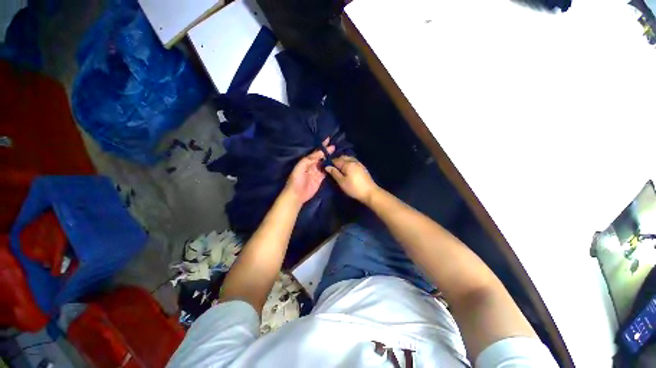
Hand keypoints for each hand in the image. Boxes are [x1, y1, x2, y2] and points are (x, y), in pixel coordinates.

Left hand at [284, 138, 334, 204]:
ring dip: (329, 158)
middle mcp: (312, 165)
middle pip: (321, 157)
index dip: (322, 146)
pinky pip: (326, 171)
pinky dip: (330, 167)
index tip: (328, 139)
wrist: (296, 195)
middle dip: (327, 151)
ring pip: (324, 163)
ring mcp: (317, 172)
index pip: (316, 152)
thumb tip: (320, 152)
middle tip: (334, 146)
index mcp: (306, 161)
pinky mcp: (320, 178)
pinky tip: (335, 164)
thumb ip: (309, 159)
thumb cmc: (296, 180)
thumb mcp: (300, 167)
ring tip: (337, 153)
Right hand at [325, 156, 378, 203]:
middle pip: (342, 157)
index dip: (330, 163)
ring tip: (339, 169)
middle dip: (336, 161)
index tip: (326, 167)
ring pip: (348, 159)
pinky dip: (348, 163)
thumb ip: (334, 173)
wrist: (370, 192)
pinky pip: (353, 161)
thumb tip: (327, 166)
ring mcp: (359, 163)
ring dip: (343, 161)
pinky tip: (347, 169)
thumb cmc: (354, 188)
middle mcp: (353, 161)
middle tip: (332, 168)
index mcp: (347, 164)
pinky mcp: (362, 167)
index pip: (335, 160)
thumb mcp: (341, 182)